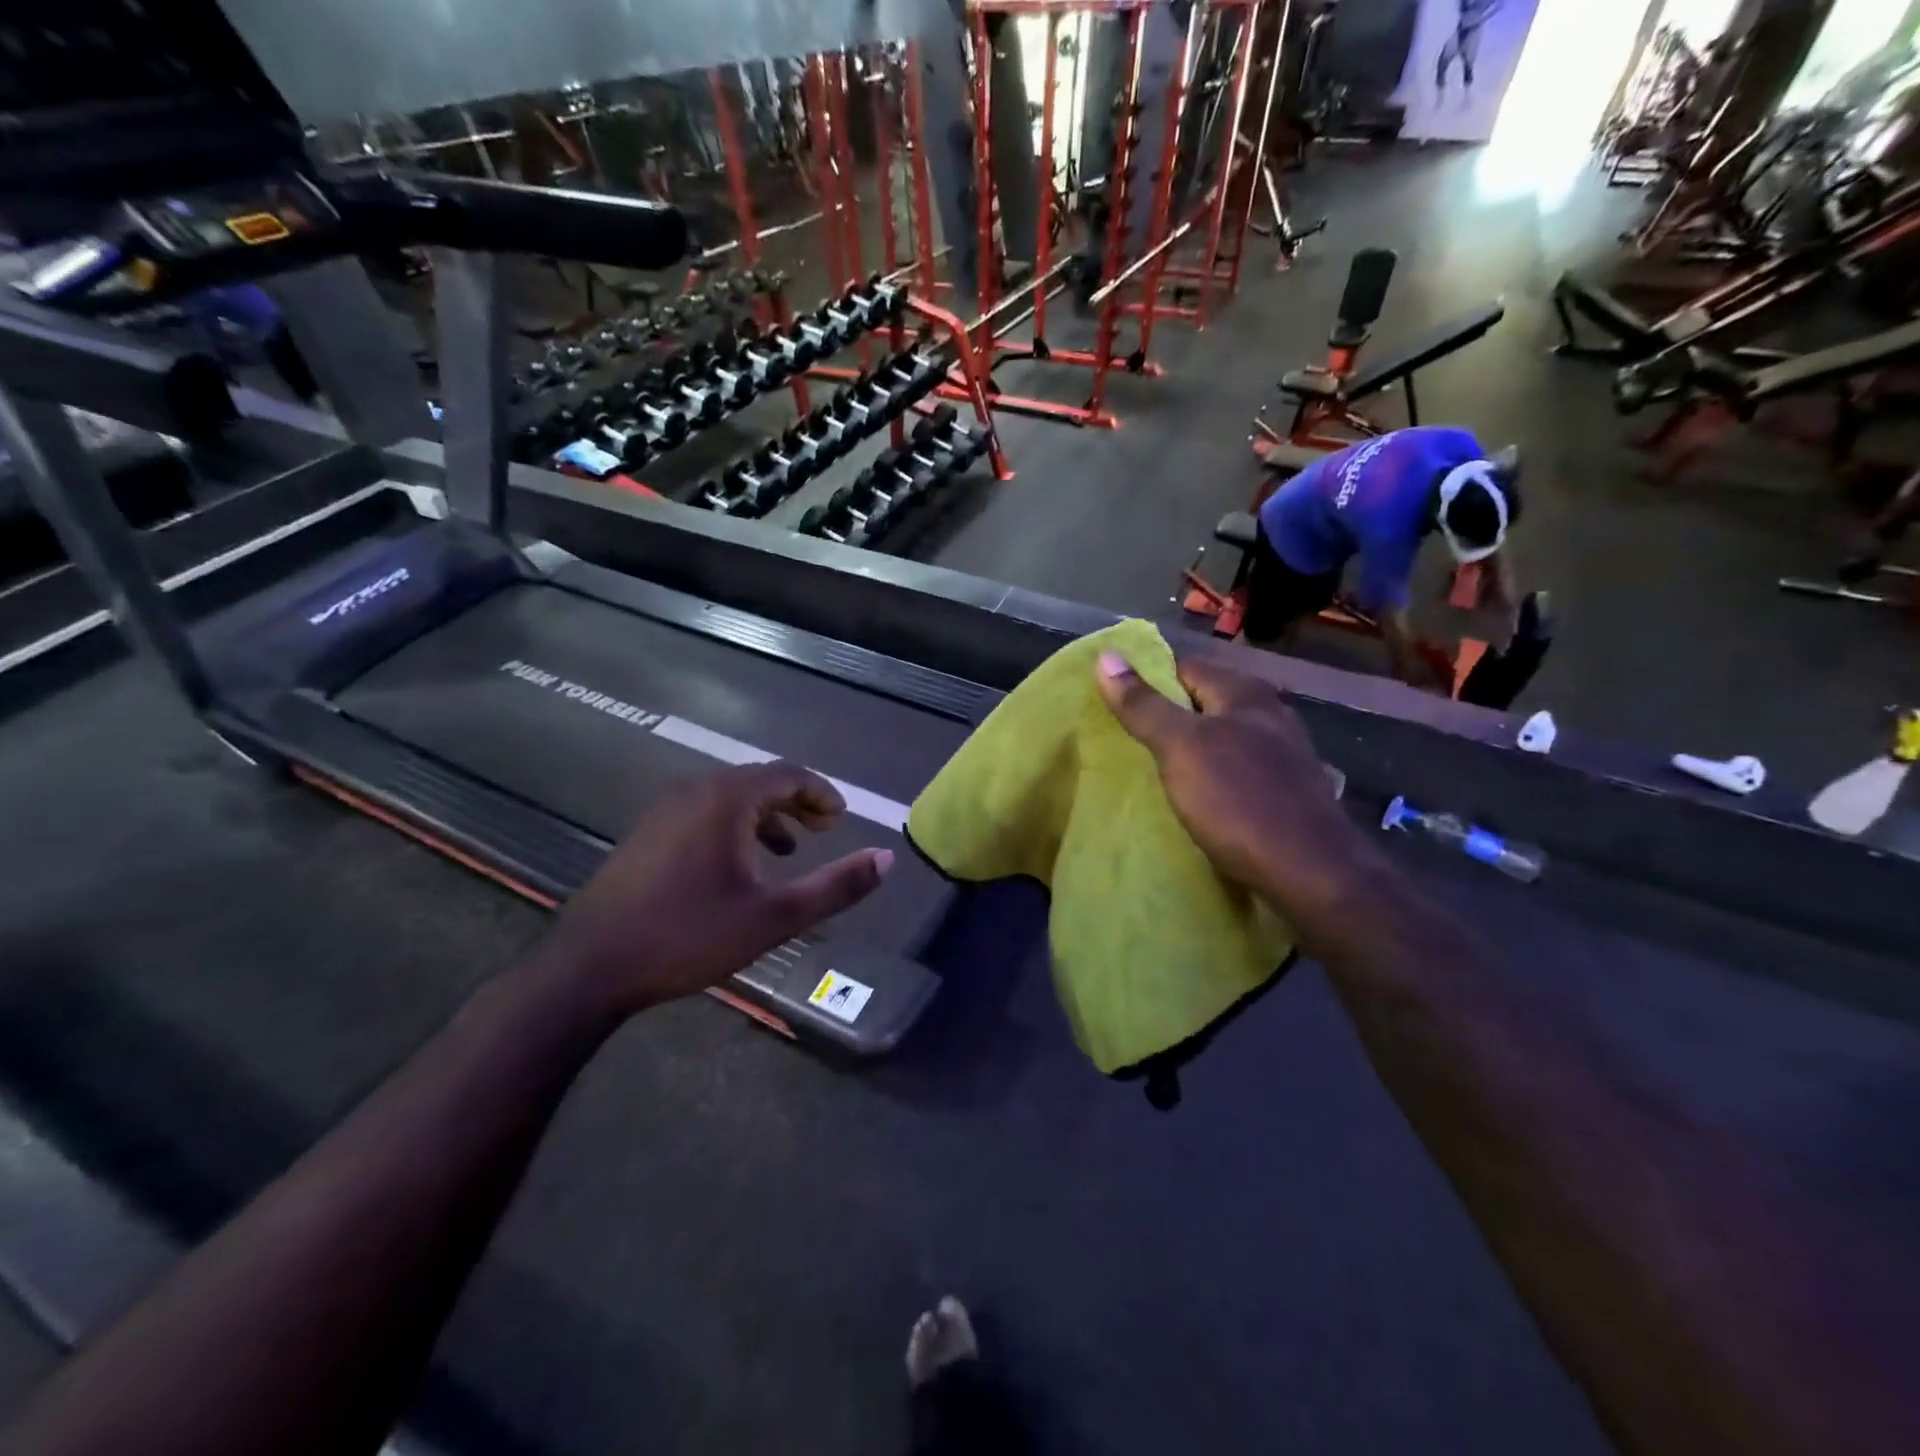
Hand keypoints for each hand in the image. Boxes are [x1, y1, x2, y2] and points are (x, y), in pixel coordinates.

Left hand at [546, 762, 890, 1012]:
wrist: (591, 966)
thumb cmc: (689, 935)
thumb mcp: (775, 916)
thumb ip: (835, 886)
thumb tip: (886, 859)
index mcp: (727, 799)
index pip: (789, 774)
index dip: (821, 793)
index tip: (841, 818)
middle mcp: (695, 790)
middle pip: (759, 780)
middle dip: (797, 802)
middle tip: (824, 829)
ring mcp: (664, 809)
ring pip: (730, 797)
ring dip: (766, 815)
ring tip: (789, 848)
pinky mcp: (647, 832)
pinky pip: (704, 812)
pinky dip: (734, 826)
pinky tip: (738, 865)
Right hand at [1097, 652, 1376, 918]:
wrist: (1310, 873)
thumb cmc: (1238, 800)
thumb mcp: (1180, 747)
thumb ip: (1143, 705)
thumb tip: (1107, 656)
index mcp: (1244, 692)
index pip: (1182, 667)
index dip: (1145, 679)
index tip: (1111, 702)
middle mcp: (1269, 713)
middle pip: (1203, 702)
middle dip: (1166, 716)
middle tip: (1124, 739)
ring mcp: (1283, 753)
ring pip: (1221, 738)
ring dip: (1189, 750)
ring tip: (1152, 771)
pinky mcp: (1287, 790)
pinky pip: (1237, 770)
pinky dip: (1212, 776)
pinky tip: (1196, 798)